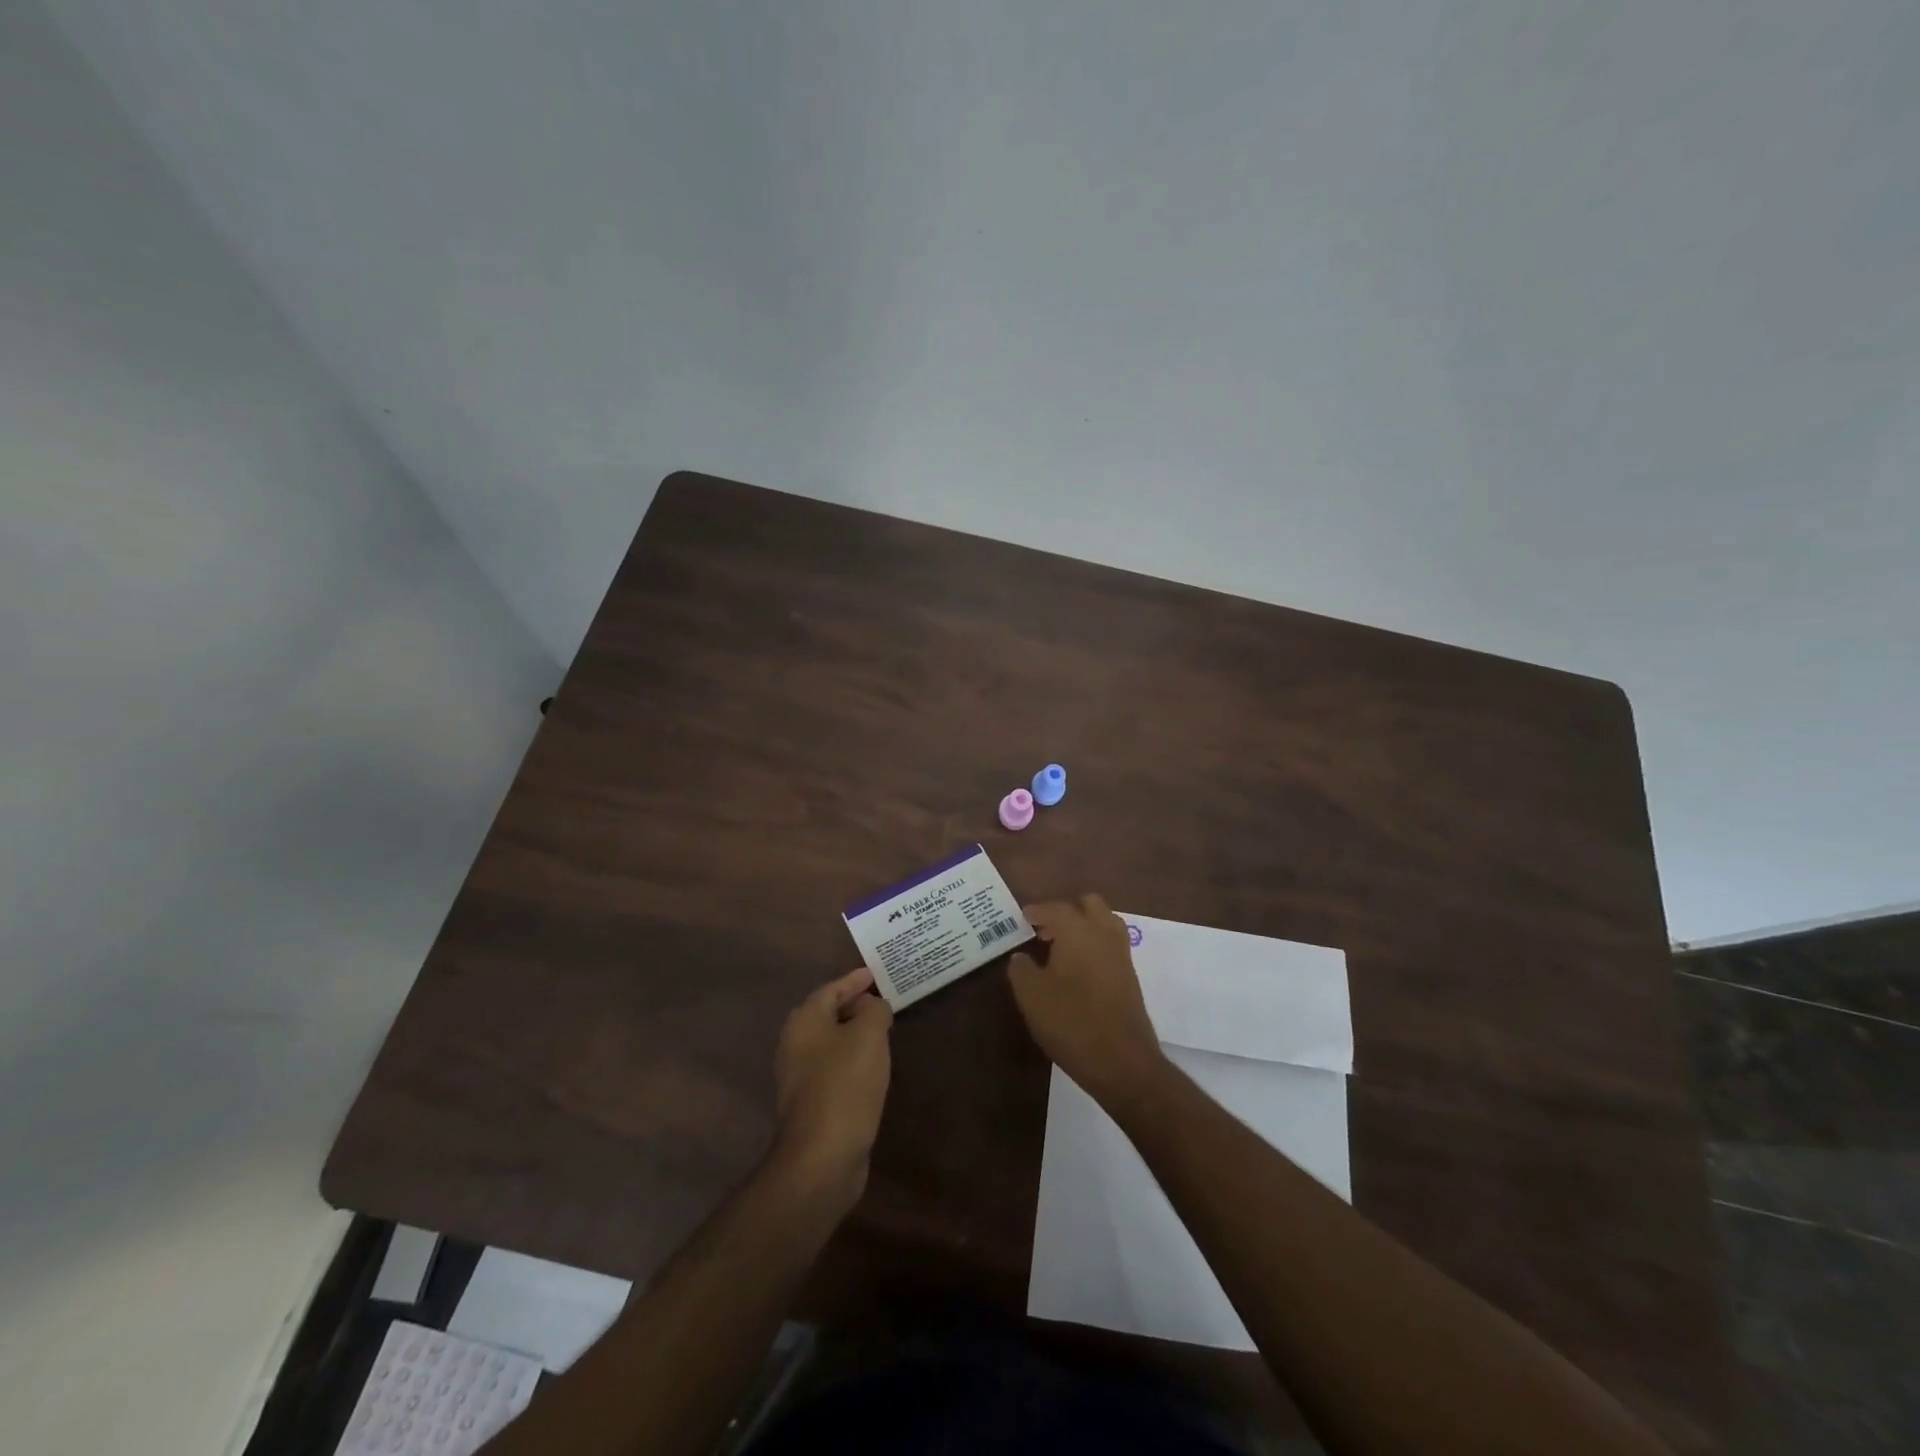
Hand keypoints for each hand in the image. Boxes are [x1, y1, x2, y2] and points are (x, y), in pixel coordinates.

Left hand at [772, 966, 893, 1212]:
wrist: (822, 1157)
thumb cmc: (845, 1085)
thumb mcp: (869, 1036)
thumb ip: (875, 1011)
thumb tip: (875, 1005)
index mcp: (805, 1022)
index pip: (831, 989)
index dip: (854, 980)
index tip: (875, 974)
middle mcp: (795, 1044)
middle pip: (826, 1014)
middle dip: (852, 1005)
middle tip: (880, 1000)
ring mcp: (799, 1077)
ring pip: (829, 1042)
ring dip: (852, 1033)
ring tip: (881, 1030)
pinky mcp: (810, 1103)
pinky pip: (832, 1067)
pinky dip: (851, 1058)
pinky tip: (871, 1066)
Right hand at [1009, 894, 1165, 1106]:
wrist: (1122, 1061)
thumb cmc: (1071, 1021)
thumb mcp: (1031, 995)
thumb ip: (1021, 969)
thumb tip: (1020, 957)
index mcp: (1078, 931)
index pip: (1056, 908)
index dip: (1037, 910)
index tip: (1023, 917)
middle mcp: (1104, 934)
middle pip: (1089, 905)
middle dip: (1067, 911)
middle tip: (1045, 929)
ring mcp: (1122, 955)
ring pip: (1105, 923)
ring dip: (1084, 927)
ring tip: (1061, 948)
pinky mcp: (1131, 977)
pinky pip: (1111, 946)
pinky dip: (1095, 946)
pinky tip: (1077, 970)